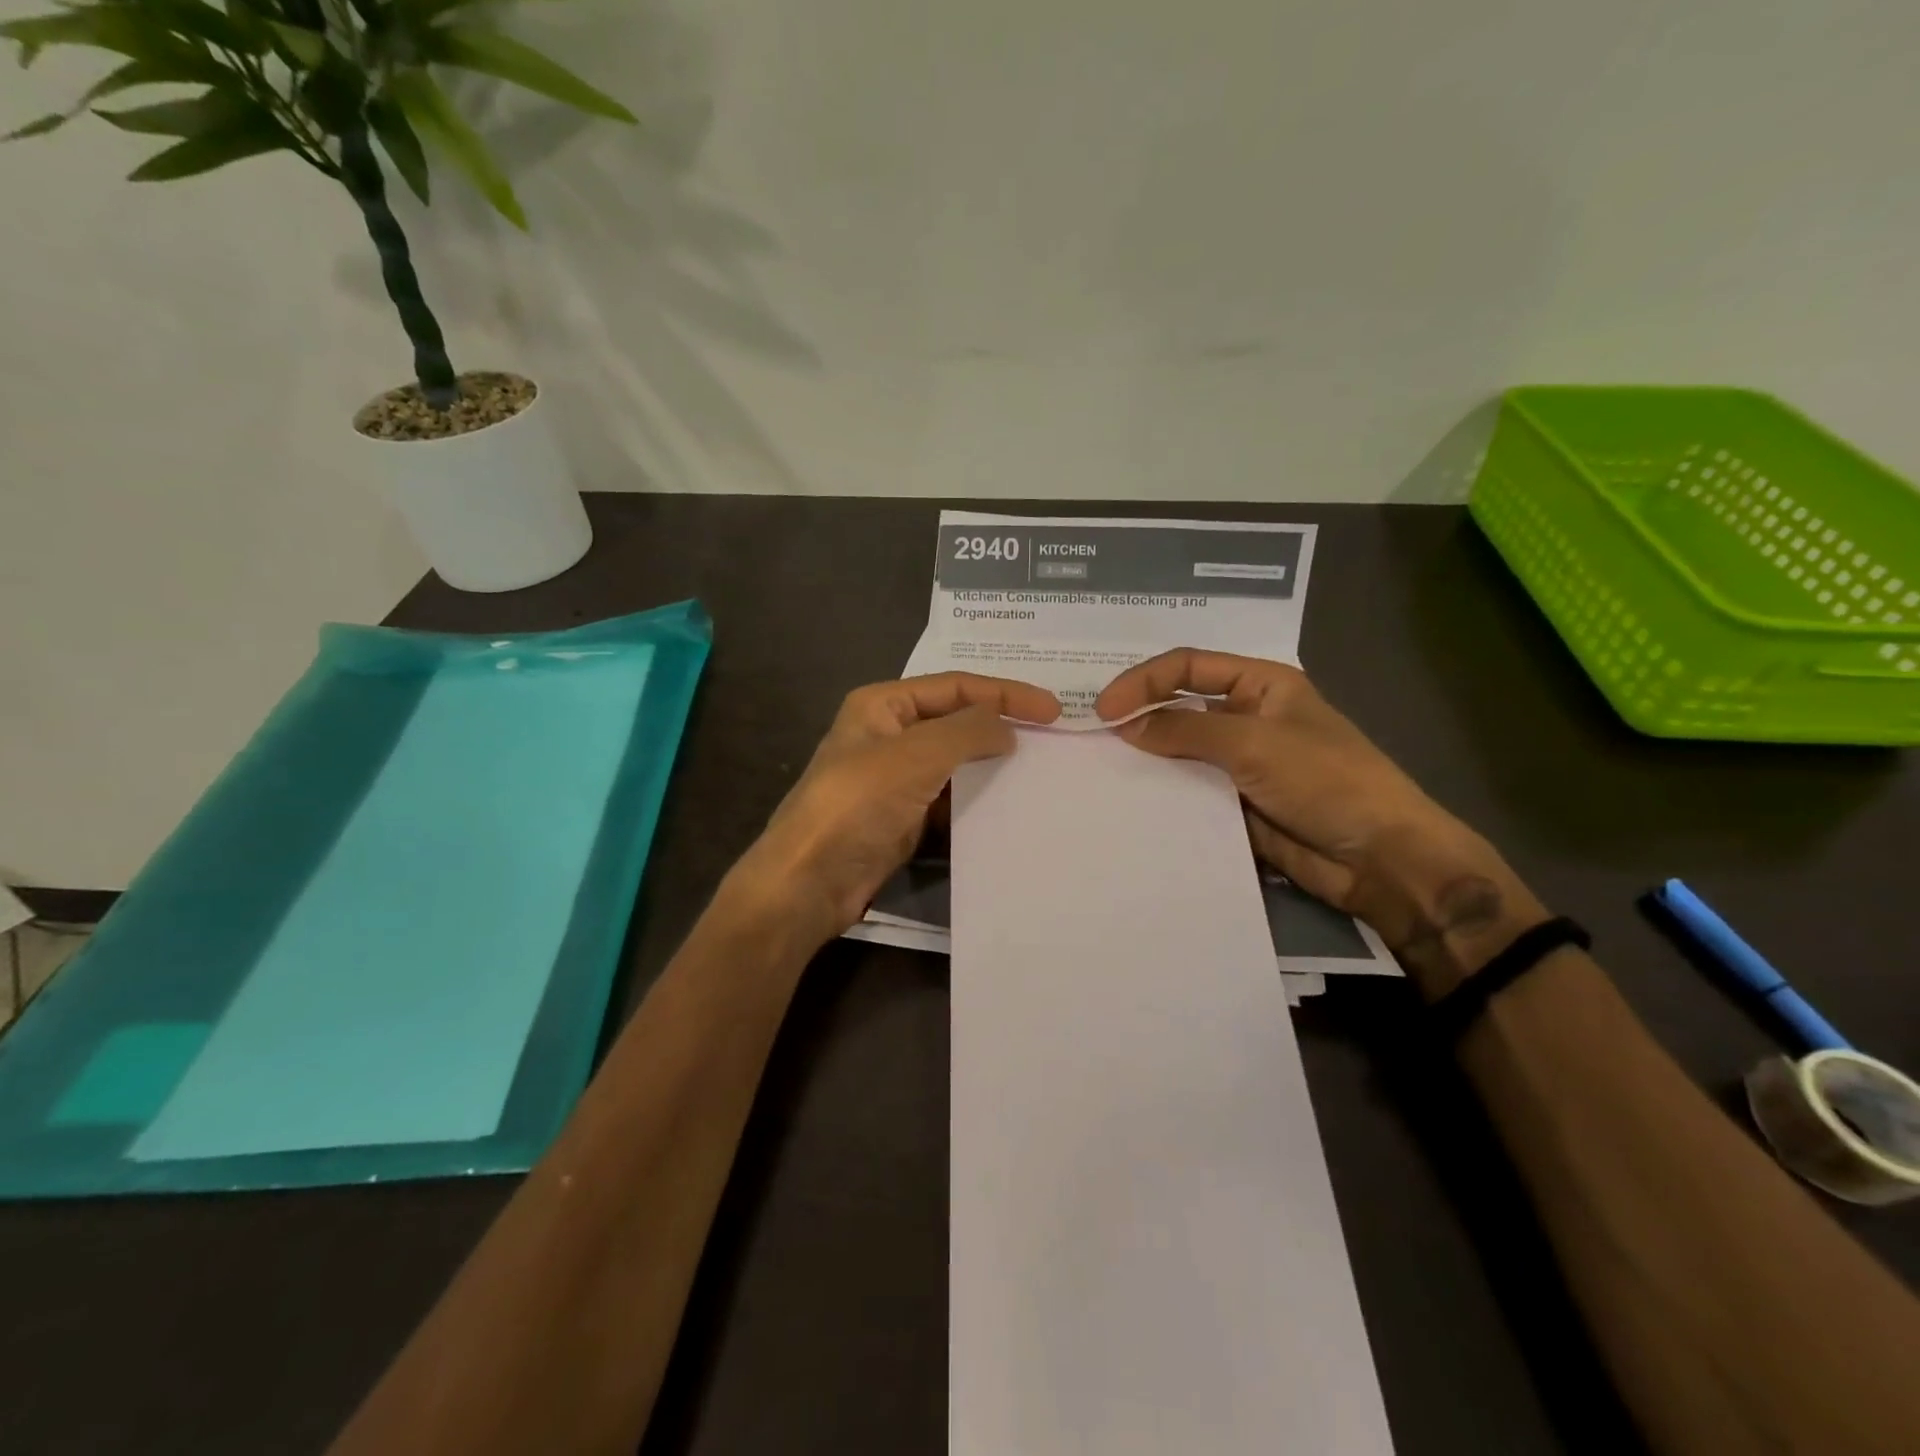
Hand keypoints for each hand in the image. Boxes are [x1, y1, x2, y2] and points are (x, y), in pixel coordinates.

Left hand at [732, 673, 1060, 947]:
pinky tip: (1009, 807)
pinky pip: (950, 801)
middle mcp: (889, 734)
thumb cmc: (857, 804)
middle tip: (1052, 738)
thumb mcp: (917, 755)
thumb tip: (1008, 728)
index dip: (1005, 693)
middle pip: (956, 721)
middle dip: (1000, 727)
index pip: (956, 687)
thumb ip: (968, 732)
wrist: (810, 882)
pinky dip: (977, 802)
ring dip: (991, 767)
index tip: (1052, 710)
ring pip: (955, 764)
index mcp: (883, 705)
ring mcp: (895, 779)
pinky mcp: (903, 818)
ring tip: (1040, 772)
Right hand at [1096, 650, 1543, 989]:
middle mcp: (1246, 718)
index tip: (1104, 709)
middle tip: (1090, 737)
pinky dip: (1162, 794)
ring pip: (1181, 752)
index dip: (1143, 681)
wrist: (1379, 858)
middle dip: (1138, 716)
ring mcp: (1240, 763)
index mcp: (1260, 685)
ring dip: (1147, 758)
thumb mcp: (1254, 743)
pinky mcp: (1235, 803)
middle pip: (1180, 707)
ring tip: (1100, 769)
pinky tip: (1129, 802)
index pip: (1188, 667)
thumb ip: (1186, 730)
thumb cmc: (1326, 780)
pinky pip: (1189, 791)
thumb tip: (1125, 726)